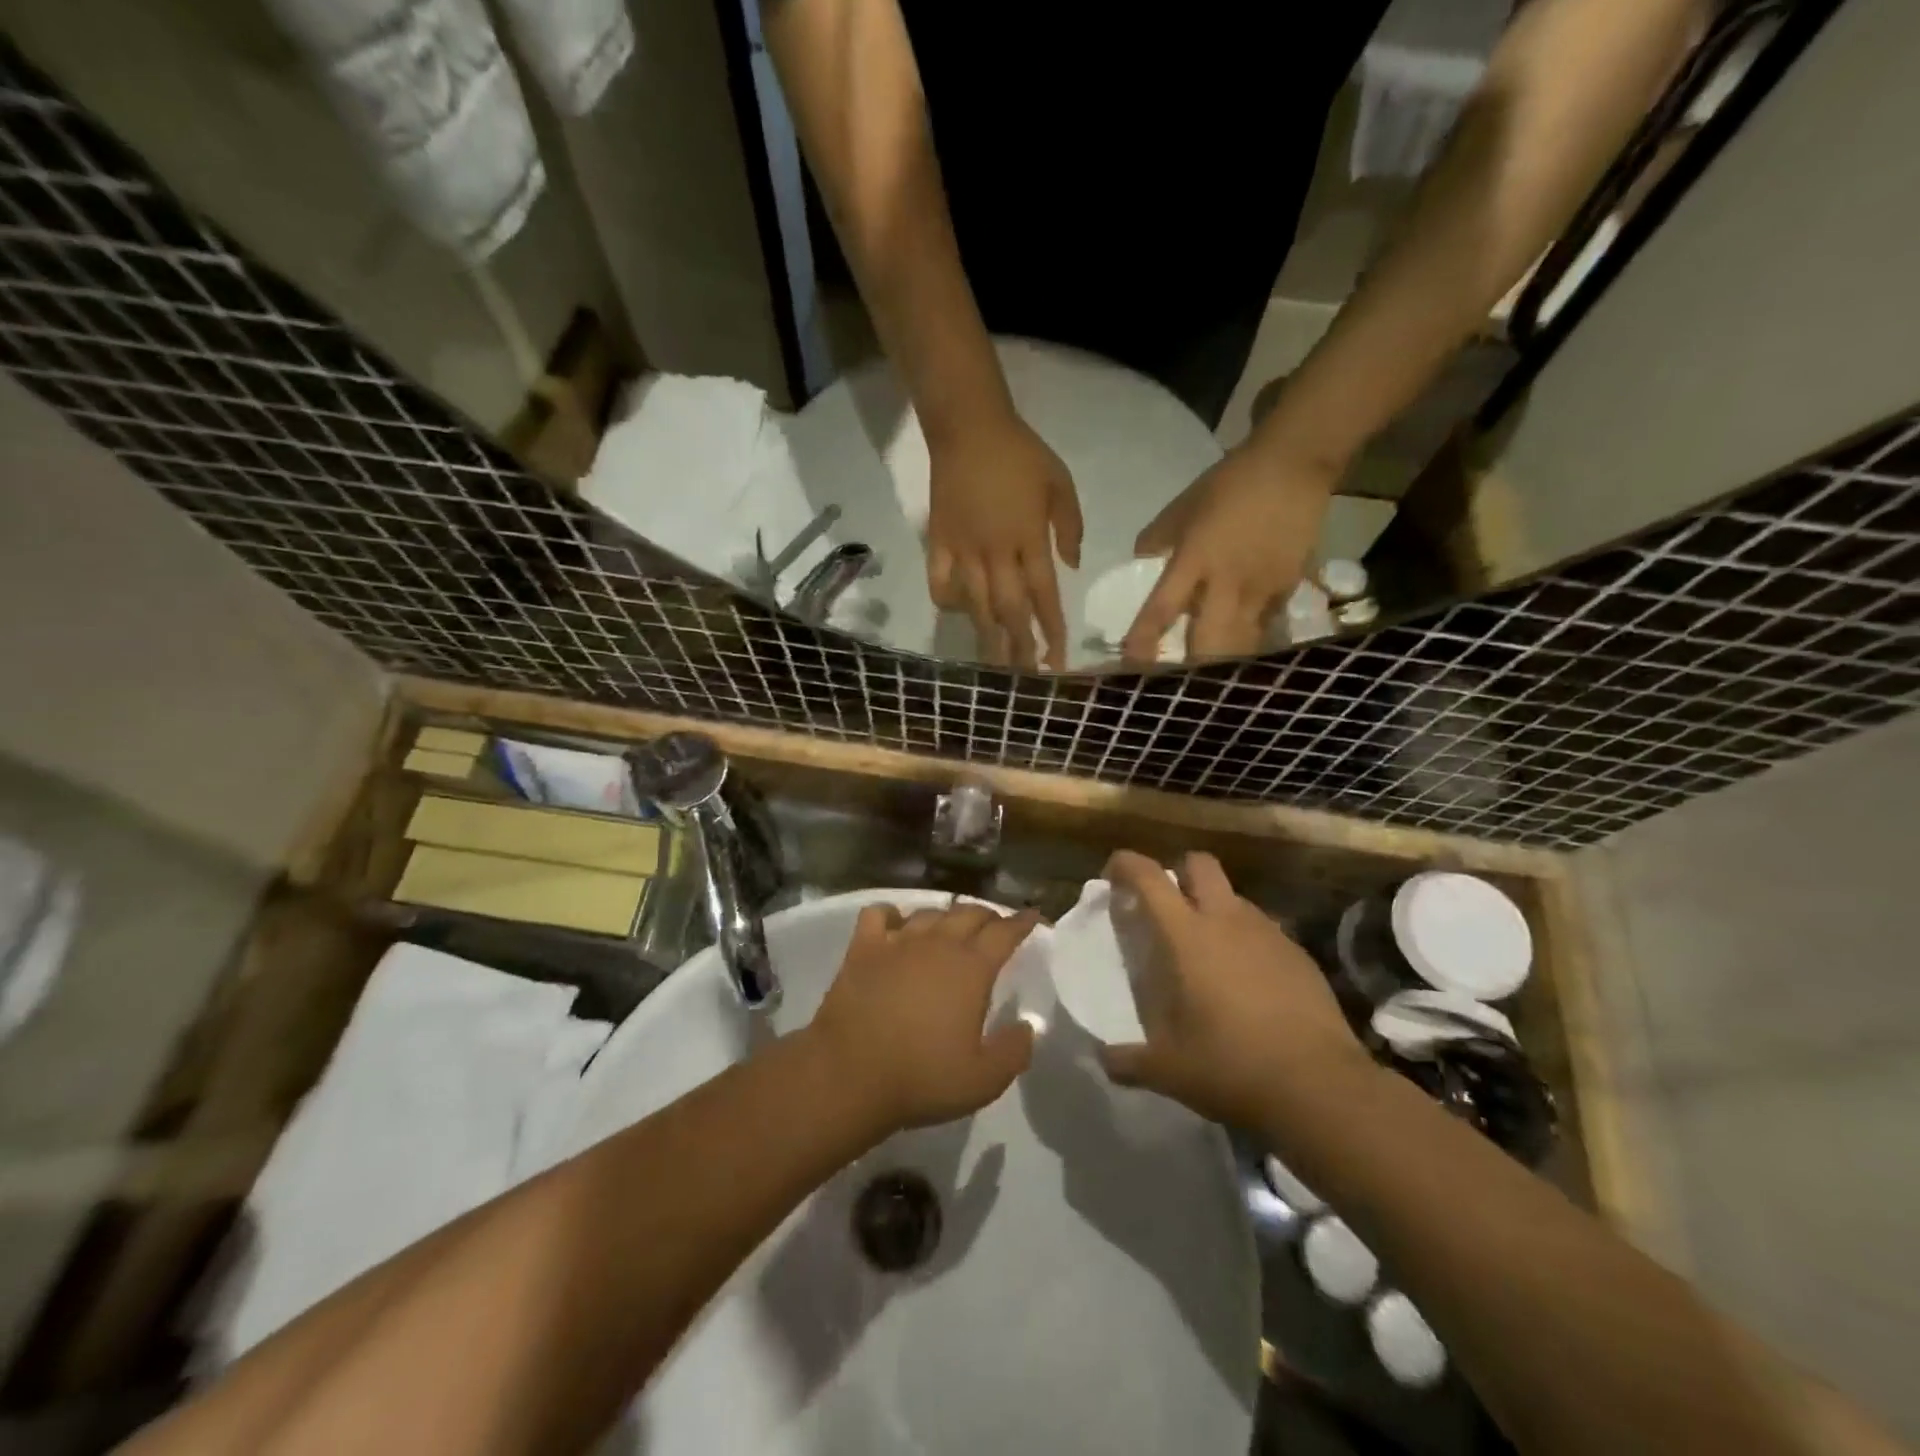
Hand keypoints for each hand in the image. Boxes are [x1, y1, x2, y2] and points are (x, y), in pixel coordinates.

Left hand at [811, 902, 1041, 1131]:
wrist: (849, 1075)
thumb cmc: (921, 1078)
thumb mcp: (983, 1080)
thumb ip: (1013, 1051)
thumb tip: (1027, 1026)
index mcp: (971, 968)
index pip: (1005, 932)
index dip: (1022, 922)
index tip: (1033, 917)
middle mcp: (938, 943)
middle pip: (969, 913)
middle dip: (988, 916)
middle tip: (995, 928)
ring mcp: (898, 941)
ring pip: (929, 912)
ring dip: (946, 917)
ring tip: (950, 930)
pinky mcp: (863, 948)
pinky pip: (880, 914)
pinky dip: (892, 915)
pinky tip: (896, 927)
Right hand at [926, 410, 1083, 669]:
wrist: (968, 428)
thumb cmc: (1020, 454)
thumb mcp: (1060, 481)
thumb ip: (1069, 526)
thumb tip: (1071, 565)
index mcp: (1027, 539)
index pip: (1043, 595)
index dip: (1051, 630)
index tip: (1057, 659)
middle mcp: (995, 553)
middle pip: (1009, 610)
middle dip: (1020, 647)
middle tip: (1026, 677)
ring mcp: (963, 550)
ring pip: (975, 605)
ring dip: (987, 638)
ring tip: (994, 666)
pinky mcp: (938, 543)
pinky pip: (939, 583)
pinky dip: (947, 603)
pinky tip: (957, 614)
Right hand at [1098, 850, 1368, 1131]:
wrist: (1321, 1088)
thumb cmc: (1231, 1066)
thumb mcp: (1167, 1070)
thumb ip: (1126, 1060)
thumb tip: (1102, 1058)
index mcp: (1187, 935)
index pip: (1149, 877)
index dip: (1126, 865)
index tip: (1113, 875)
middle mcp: (1227, 920)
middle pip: (1199, 864)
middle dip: (1178, 873)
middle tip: (1165, 909)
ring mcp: (1268, 934)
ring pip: (1233, 897)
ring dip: (1213, 909)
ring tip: (1205, 953)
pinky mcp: (1299, 955)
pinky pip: (1263, 930)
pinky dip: (1245, 941)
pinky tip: (1246, 982)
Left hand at [1122, 445, 1336, 663]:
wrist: (1295, 464)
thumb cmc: (1232, 482)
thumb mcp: (1185, 505)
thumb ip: (1159, 536)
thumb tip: (1140, 557)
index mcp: (1195, 560)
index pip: (1162, 610)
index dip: (1144, 641)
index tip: (1131, 664)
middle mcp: (1227, 584)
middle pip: (1208, 646)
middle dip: (1192, 671)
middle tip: (1177, 683)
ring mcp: (1262, 590)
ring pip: (1242, 645)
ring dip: (1224, 665)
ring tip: (1212, 680)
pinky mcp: (1288, 589)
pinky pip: (1266, 626)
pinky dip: (1252, 640)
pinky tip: (1246, 650)